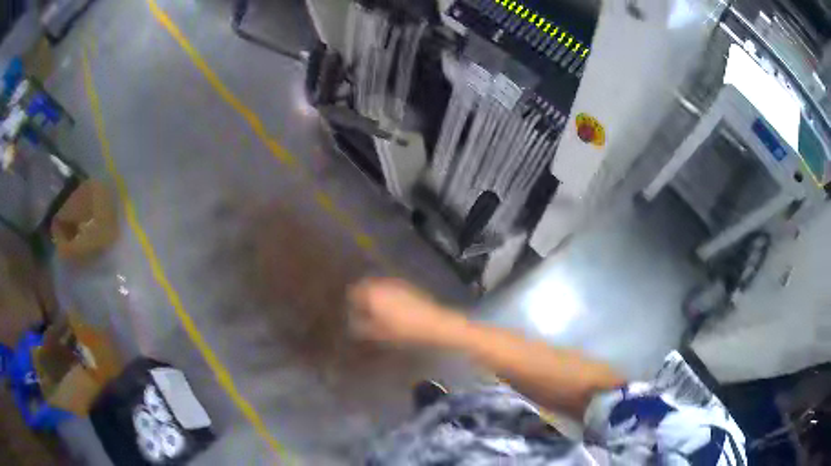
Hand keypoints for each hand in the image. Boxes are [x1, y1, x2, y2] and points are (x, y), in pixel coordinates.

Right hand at [348, 277, 467, 346]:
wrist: (434, 324)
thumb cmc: (404, 331)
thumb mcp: (378, 334)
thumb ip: (362, 327)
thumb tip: (352, 322)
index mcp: (371, 294)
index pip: (353, 293)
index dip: (351, 303)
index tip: (351, 313)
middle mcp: (382, 284)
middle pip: (366, 286)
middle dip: (363, 297)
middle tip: (362, 311)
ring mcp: (396, 283)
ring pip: (379, 286)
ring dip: (375, 295)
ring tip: (377, 310)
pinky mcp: (409, 286)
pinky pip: (391, 288)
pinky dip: (388, 295)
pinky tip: (392, 308)